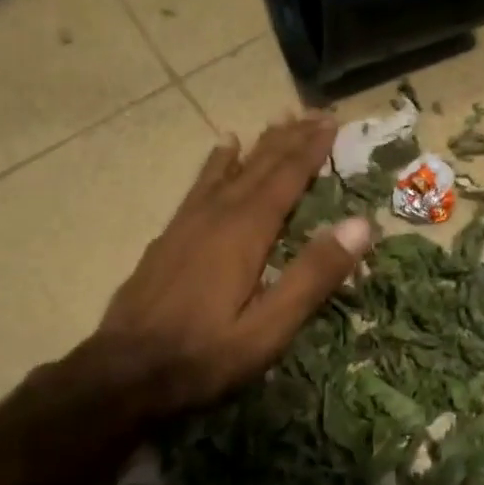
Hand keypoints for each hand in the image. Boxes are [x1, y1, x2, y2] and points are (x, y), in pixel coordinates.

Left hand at [90, 112, 372, 416]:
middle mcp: (217, 215)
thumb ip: (313, 275)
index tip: (332, 121)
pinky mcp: (170, 236)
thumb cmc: (204, 356)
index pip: (286, 178)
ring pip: (231, 170)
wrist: (123, 373)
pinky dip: (217, 162)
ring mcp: (189, 223)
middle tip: (313, 112)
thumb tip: (360, 224)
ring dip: (258, 145)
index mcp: (246, 232)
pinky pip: (201, 185)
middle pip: (259, 166)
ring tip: (277, 121)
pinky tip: (222, 149)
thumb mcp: (269, 328)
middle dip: (289, 138)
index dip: (310, 149)